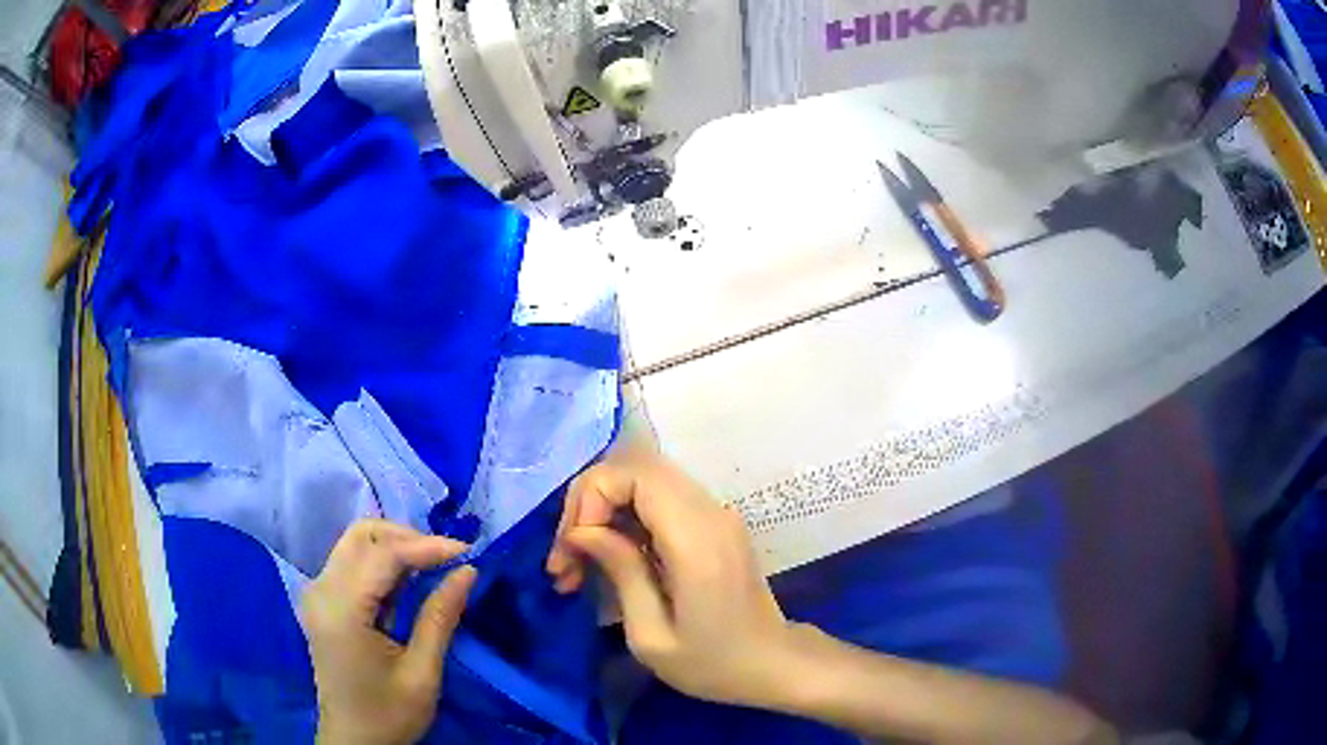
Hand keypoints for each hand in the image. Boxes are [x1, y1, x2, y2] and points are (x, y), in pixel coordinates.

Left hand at [300, 520, 477, 744]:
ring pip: (356, 543)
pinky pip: (352, 563)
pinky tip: (409, 583)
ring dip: (396, 547)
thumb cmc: (388, 715)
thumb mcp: (422, 674)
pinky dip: (383, 563)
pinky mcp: (323, 601)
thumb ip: (440, 618)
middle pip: (361, 535)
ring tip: (433, 568)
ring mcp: (317, 593)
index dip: (427, 546)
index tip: (468, 552)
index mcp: (341, 610)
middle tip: (447, 559)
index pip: (382, 555)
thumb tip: (468, 571)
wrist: (353, 742)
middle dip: (408, 538)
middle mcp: (321, 591)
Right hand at [545, 446, 800, 708]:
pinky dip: (625, 519)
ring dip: (603, 512)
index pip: (635, 474)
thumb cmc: (712, 664)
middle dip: (589, 504)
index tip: (573, 550)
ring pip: (644, 482)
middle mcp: (710, 513)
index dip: (591, 498)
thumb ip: (620, 572)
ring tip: (578, 565)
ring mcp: (717, 514)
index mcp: (697, 540)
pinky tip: (607, 561)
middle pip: (636, 468)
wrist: (772, 665)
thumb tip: (582, 531)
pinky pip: (659, 501)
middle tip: (566, 558)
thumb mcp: (652, 636)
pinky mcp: (714, 523)